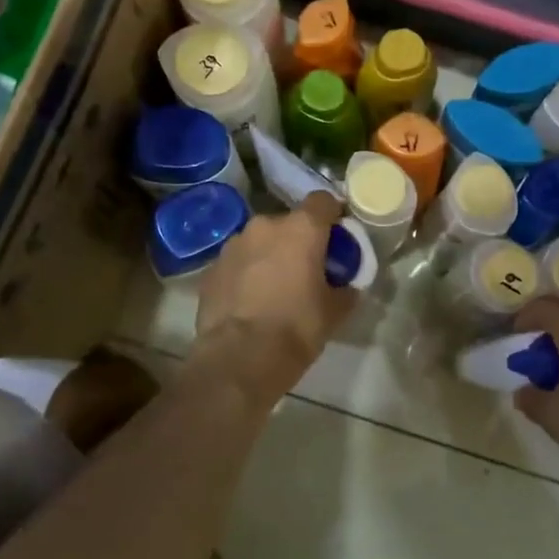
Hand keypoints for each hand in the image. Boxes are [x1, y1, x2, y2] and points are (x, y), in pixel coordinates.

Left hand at [192, 191, 356, 396]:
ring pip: (260, 241)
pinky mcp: (212, 267)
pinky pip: (238, 262)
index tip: (338, 235)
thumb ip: (345, 288)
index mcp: (301, 229)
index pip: (323, 200)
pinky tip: (251, 301)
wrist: (240, 358)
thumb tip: (346, 285)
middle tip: (306, 269)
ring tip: (275, 287)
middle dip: (299, 241)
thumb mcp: (335, 311)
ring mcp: (234, 244)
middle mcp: (265, 226)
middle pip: (289, 223)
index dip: (333, 215)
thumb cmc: (296, 328)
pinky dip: (246, 273)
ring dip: (270, 255)